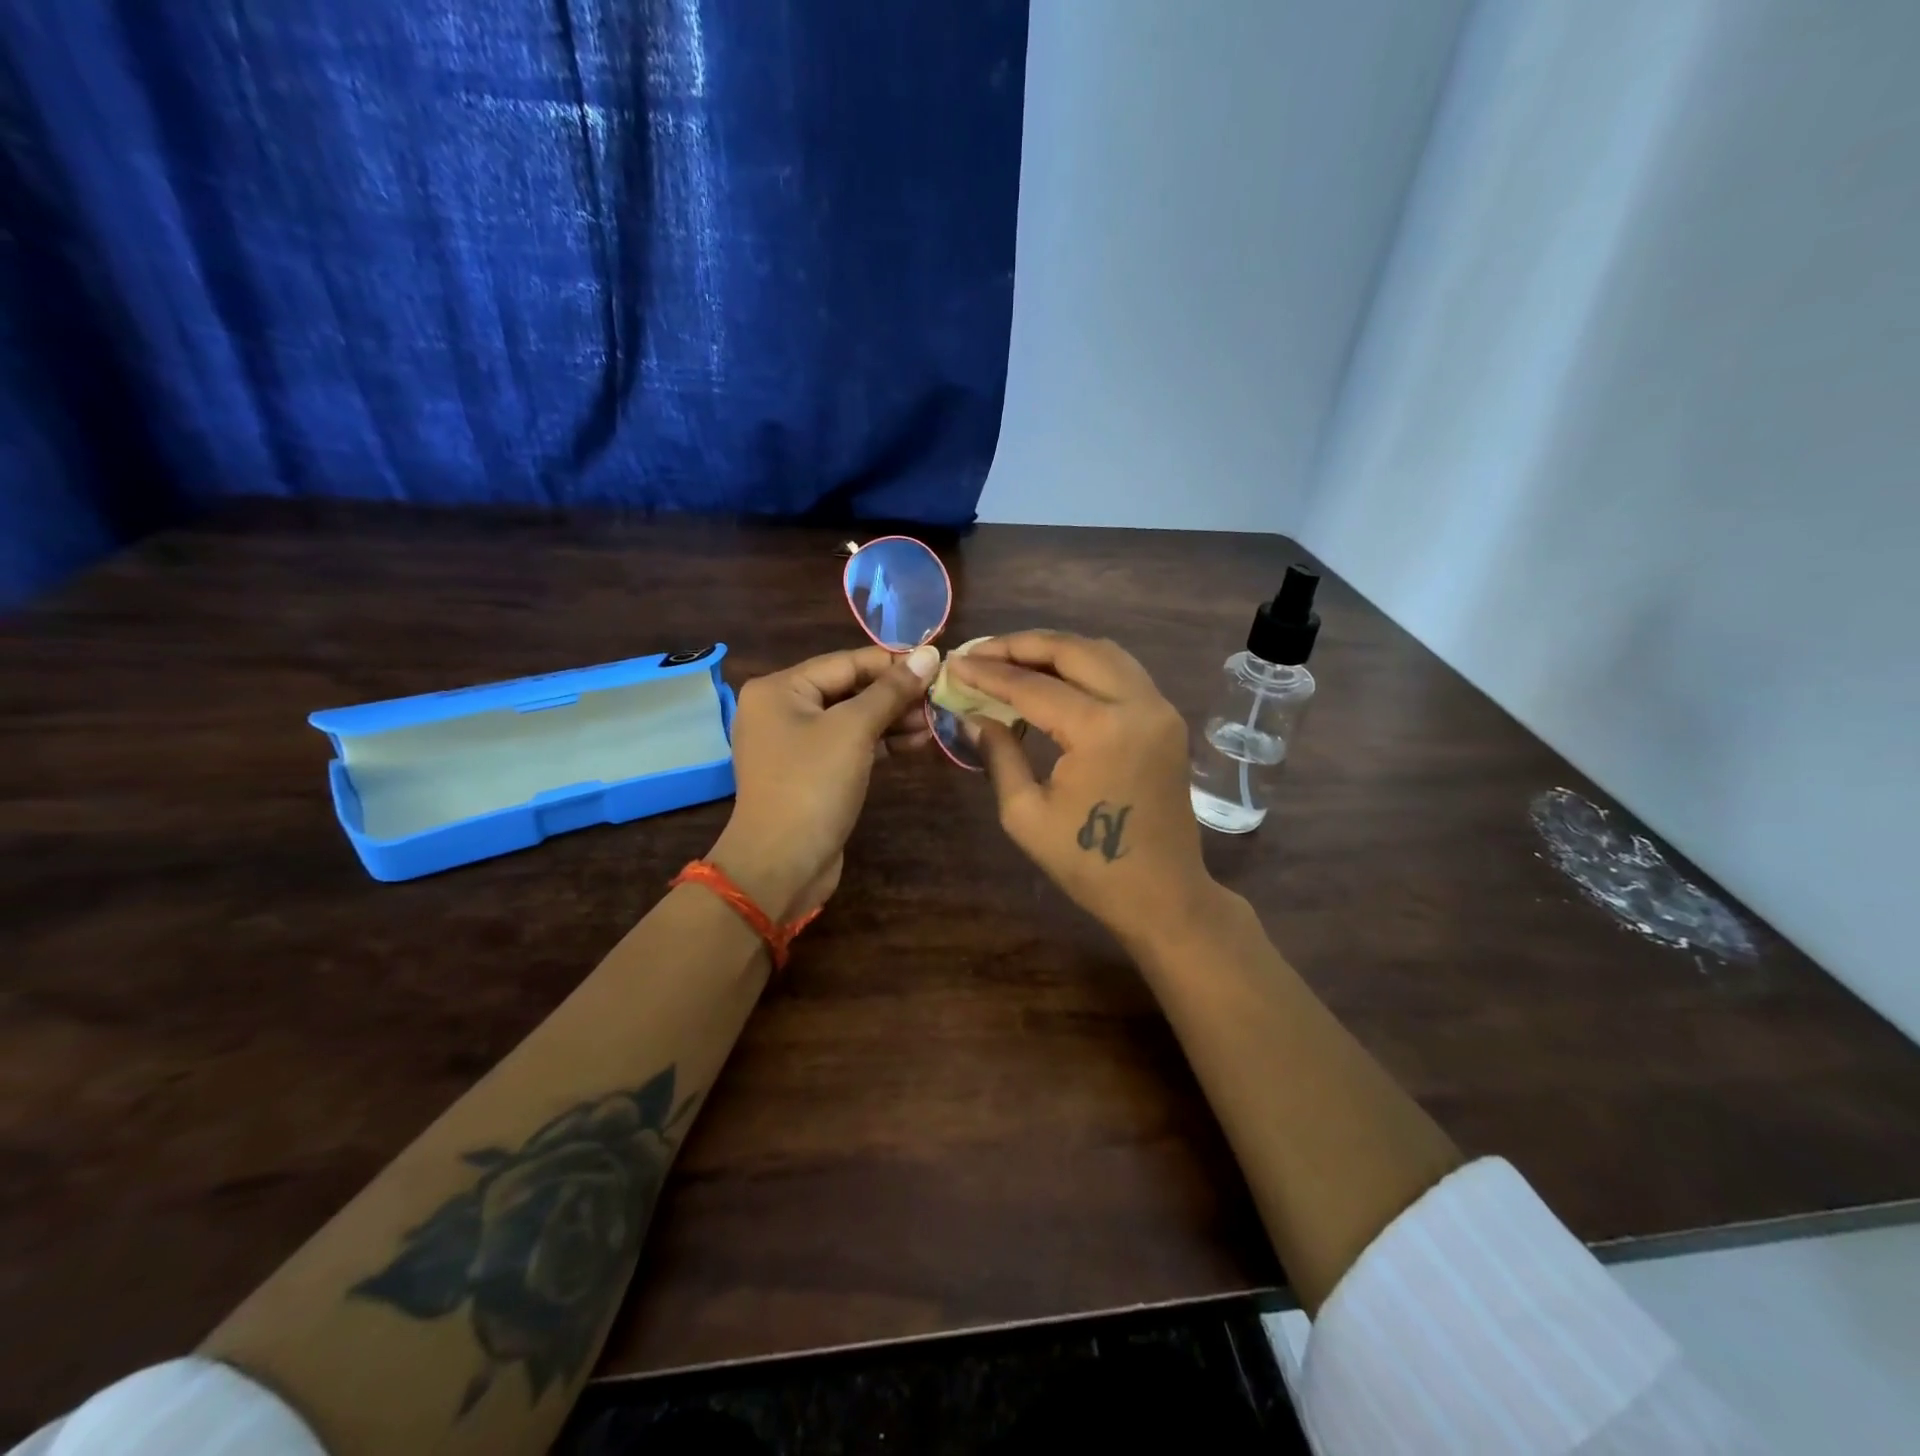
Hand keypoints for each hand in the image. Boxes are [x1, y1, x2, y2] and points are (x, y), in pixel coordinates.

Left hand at [709, 643, 939, 919]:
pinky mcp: (810, 772)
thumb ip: (891, 691)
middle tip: (939, 699)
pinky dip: (880, 743)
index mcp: (779, 688)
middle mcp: (781, 709)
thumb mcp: (854, 731)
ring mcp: (794, 743)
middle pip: (849, 689)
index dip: (893, 663)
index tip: (938, 665)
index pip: (846, 662)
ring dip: (893, 720)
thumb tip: (929, 654)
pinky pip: (848, 745)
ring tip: (934, 723)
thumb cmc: (812, 786)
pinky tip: (916, 743)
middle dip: (895, 695)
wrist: (780, 865)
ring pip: (852, 719)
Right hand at [950, 632, 1217, 949]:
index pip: (1033, 686)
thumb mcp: (1026, 814)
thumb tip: (973, 716)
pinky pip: (1121, 672)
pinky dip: (1083, 664)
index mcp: (1100, 730)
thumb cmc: (1088, 864)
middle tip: (980, 651)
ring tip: (1012, 658)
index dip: (988, 672)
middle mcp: (1137, 704)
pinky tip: (1054, 677)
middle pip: (1073, 650)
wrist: (1162, 894)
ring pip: (1102, 652)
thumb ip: (999, 755)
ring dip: (1055, 649)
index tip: (954, 663)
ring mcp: (1159, 708)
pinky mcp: (1166, 719)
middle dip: (1021, 645)